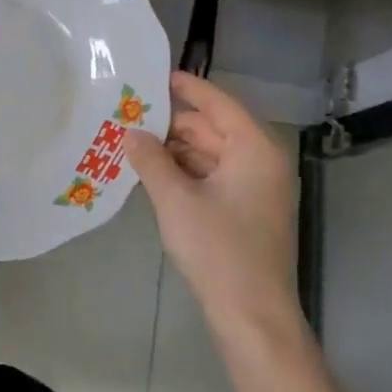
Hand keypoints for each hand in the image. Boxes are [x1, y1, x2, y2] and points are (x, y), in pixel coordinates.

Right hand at [124, 71, 300, 337]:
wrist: (251, 316)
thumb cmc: (218, 249)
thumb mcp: (176, 200)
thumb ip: (150, 159)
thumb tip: (130, 132)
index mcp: (255, 149)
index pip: (218, 104)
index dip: (187, 88)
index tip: (155, 76)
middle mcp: (261, 162)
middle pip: (213, 128)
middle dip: (172, 123)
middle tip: (130, 115)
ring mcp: (255, 189)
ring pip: (210, 154)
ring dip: (175, 149)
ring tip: (133, 142)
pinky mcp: (245, 211)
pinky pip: (212, 176)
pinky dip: (185, 171)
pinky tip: (152, 172)